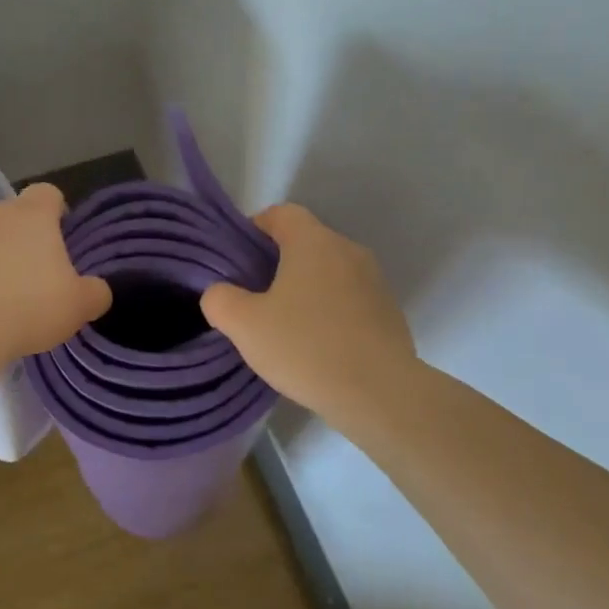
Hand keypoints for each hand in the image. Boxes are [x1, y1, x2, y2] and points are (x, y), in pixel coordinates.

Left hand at [0, 183, 111, 366]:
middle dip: (22, 238)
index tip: (61, 239)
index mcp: (32, 215)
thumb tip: (97, 290)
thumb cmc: (28, 306)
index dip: (56, 212)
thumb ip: (94, 293)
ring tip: (2, 299)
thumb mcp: (78, 306)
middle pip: (11, 216)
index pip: (47, 194)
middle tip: (34, 276)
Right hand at [200, 204, 419, 421]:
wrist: (380, 394)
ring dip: (304, 290)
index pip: (281, 213)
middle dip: (276, 264)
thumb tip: (220, 292)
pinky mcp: (388, 312)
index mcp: (314, 242)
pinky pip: (348, 299)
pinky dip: (328, 312)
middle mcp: (348, 251)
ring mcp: (374, 282)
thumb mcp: (243, 325)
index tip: (237, 262)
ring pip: (328, 272)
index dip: (254, 230)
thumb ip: (220, 299)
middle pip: (305, 242)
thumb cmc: (306, 347)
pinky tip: (316, 345)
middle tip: (253, 298)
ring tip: (284, 326)